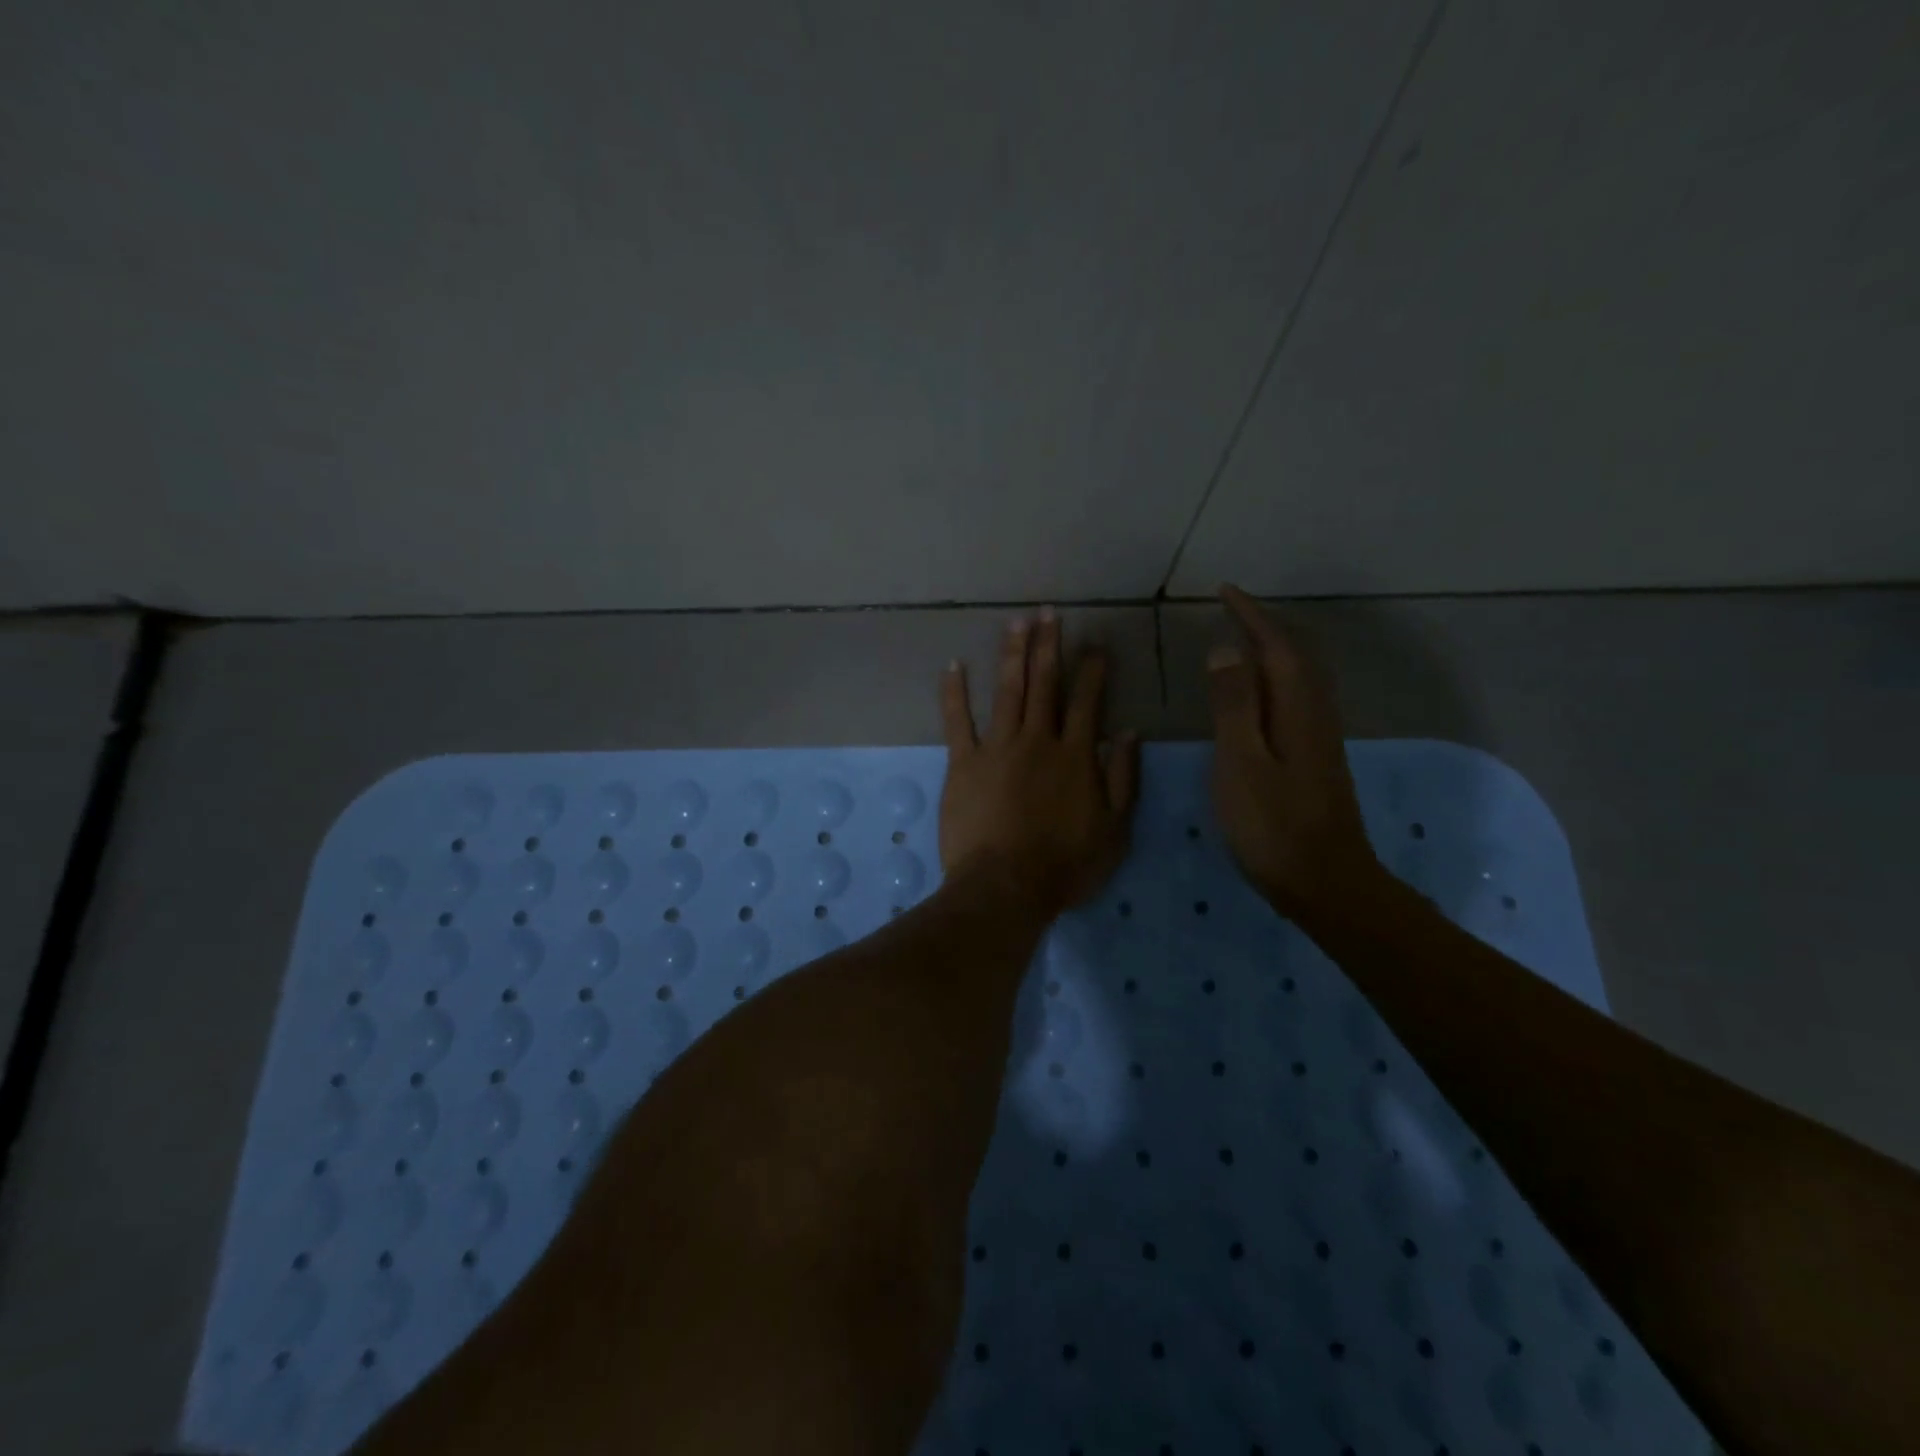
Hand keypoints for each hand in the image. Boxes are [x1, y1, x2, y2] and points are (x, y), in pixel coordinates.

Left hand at [938, 610, 1139, 917]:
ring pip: (1007, 691)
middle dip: (1049, 645)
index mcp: (1076, 755)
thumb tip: (1129, 733)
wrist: (1006, 886)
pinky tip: (954, 665)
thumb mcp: (1115, 829)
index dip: (1093, 668)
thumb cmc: (1065, 865)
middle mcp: (1038, 740)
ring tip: (1015, 622)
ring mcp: (998, 748)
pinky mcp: (964, 763)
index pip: (1088, 700)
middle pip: (1045, 684)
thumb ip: (1124, 779)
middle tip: (1048, 612)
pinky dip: (955, 692)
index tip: (1096, 642)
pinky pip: (957, 720)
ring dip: (1012, 654)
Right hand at [1207, 585, 1384, 927]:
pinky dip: (1275, 679)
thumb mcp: (1242, 764)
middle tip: (1230, 610)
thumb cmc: (1274, 827)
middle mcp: (1315, 715)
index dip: (1251, 616)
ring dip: (1272, 650)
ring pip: (1299, 677)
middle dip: (1264, 626)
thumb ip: (1234, 706)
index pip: (1276, 647)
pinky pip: (1295, 698)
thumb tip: (1227, 649)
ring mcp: (1319, 738)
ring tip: (1239, 641)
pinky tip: (1258, 695)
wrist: (1326, 883)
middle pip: (1295, 656)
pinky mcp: (1315, 758)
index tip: (1224, 591)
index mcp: (1296, 710)